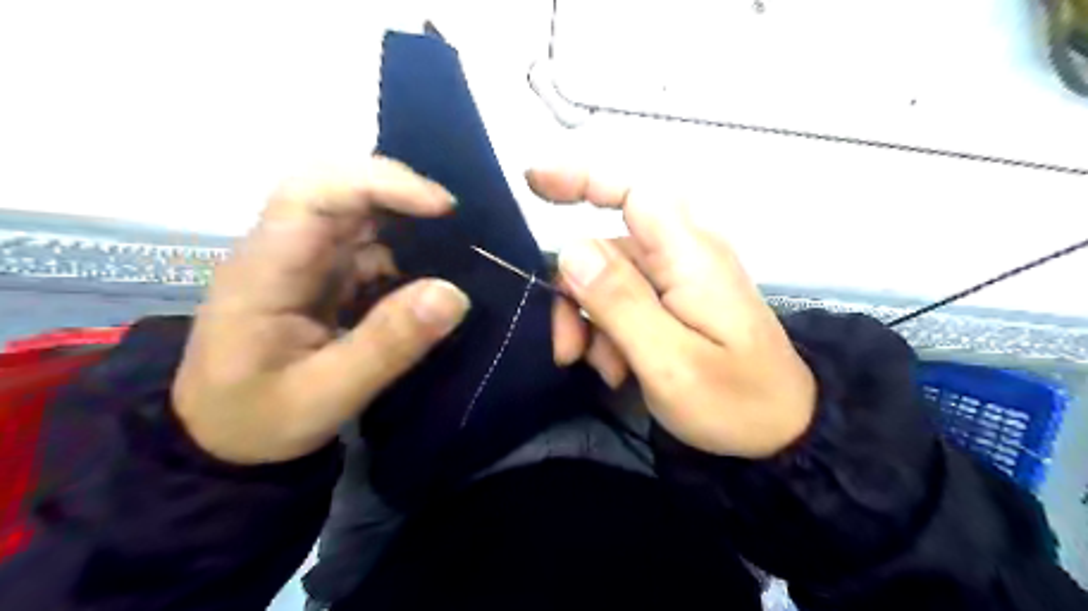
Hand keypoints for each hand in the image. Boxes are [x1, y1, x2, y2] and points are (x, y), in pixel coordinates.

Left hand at [172, 157, 469, 463]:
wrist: (224, 438)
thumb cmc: (260, 419)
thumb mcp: (326, 395)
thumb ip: (387, 346)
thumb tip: (454, 294)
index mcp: (266, 270)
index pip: (314, 193)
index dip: (380, 183)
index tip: (441, 207)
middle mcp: (284, 250)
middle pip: (338, 188)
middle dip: (401, 193)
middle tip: (456, 221)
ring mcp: (306, 261)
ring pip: (359, 214)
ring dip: (409, 222)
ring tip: (457, 248)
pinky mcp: (325, 276)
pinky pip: (371, 247)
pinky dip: (408, 252)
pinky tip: (434, 273)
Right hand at [537, 168, 815, 458]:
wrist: (783, 432)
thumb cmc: (735, 402)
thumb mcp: (671, 362)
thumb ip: (620, 302)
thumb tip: (569, 247)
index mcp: (689, 255)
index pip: (632, 191)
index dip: (581, 178)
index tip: (531, 182)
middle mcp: (683, 254)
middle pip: (606, 245)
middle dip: (575, 292)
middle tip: (568, 349)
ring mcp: (679, 278)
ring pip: (607, 278)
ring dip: (590, 321)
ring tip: (604, 371)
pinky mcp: (675, 300)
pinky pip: (623, 300)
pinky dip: (608, 332)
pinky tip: (618, 370)